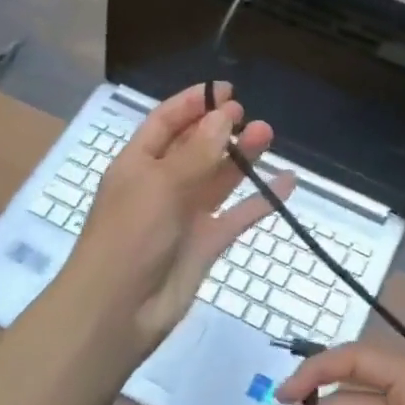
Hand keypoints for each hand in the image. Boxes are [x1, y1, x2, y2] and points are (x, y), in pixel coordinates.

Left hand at [65, 82, 293, 347]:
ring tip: (268, 134)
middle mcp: (162, 184)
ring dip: (242, 157)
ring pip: (219, 176)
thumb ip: (197, 151)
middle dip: (221, 128)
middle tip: (249, 116)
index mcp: (138, 164)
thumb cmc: (130, 237)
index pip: (166, 122)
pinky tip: (287, 183)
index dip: (193, 103)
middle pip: (196, 146)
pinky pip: (238, 214)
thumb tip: (225, 116)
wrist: (117, 313)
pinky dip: (261, 199)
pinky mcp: (206, 243)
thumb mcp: (161, 185)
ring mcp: (185, 214)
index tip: (225, 90)